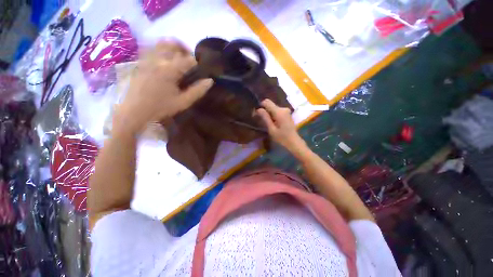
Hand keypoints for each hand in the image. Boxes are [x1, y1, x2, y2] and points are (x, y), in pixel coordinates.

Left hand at [115, 40, 212, 134]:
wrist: (135, 111)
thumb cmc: (161, 107)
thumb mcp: (183, 102)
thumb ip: (198, 91)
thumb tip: (210, 81)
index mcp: (169, 70)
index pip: (188, 59)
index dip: (197, 62)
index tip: (200, 69)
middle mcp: (158, 59)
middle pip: (174, 44)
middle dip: (185, 50)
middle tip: (191, 61)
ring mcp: (147, 59)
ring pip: (162, 43)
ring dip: (173, 47)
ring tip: (179, 58)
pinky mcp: (141, 61)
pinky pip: (152, 48)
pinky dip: (162, 50)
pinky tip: (166, 61)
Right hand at [256, 99, 306, 153]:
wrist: (294, 142)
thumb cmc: (282, 138)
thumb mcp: (271, 129)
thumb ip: (265, 118)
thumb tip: (258, 109)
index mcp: (279, 112)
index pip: (267, 102)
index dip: (260, 106)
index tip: (257, 114)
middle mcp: (283, 108)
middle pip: (270, 105)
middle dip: (264, 111)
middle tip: (261, 121)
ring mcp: (286, 111)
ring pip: (273, 108)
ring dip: (269, 114)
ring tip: (267, 123)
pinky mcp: (287, 113)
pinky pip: (277, 111)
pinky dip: (273, 115)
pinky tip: (273, 123)